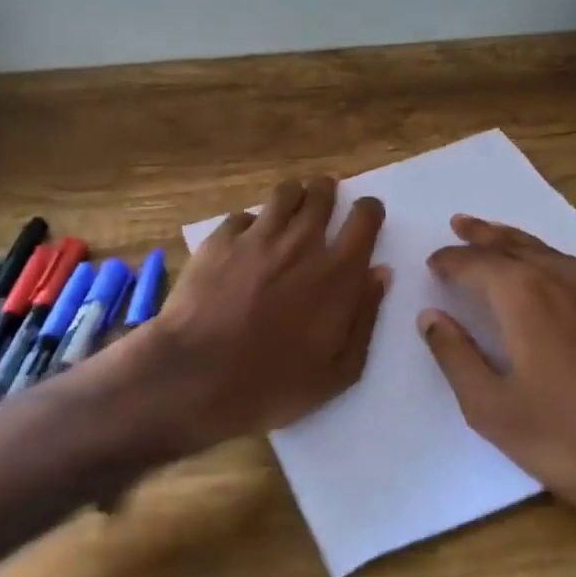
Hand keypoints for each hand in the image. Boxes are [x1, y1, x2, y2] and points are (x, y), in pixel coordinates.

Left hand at [142, 175, 388, 451]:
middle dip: (329, 191)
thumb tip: (379, 274)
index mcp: (337, 274)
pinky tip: (247, 240)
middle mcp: (301, 244)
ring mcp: (257, 237)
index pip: (364, 219)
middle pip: (322, 195)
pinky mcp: (219, 241)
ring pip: (284, 194)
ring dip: (295, 196)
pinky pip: (243, 216)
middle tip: (326, 198)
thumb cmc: (273, 385)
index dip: (369, 211)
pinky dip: (251, 223)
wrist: (196, 378)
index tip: (365, 214)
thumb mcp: (338, 372)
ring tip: (292, 207)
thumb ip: (365, 318)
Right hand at [417, 215, 575, 576]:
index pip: (476, 264)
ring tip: (494, 237)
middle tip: (459, 224)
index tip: (432, 263)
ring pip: (549, 251)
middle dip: (482, 236)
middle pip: (515, 245)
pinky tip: (548, 271)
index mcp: (526, 296)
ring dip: (516, 242)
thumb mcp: (493, 408)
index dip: (450, 261)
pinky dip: (548, 259)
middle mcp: (564, 277)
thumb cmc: (569, 441)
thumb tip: (430, 317)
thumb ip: (456, 356)